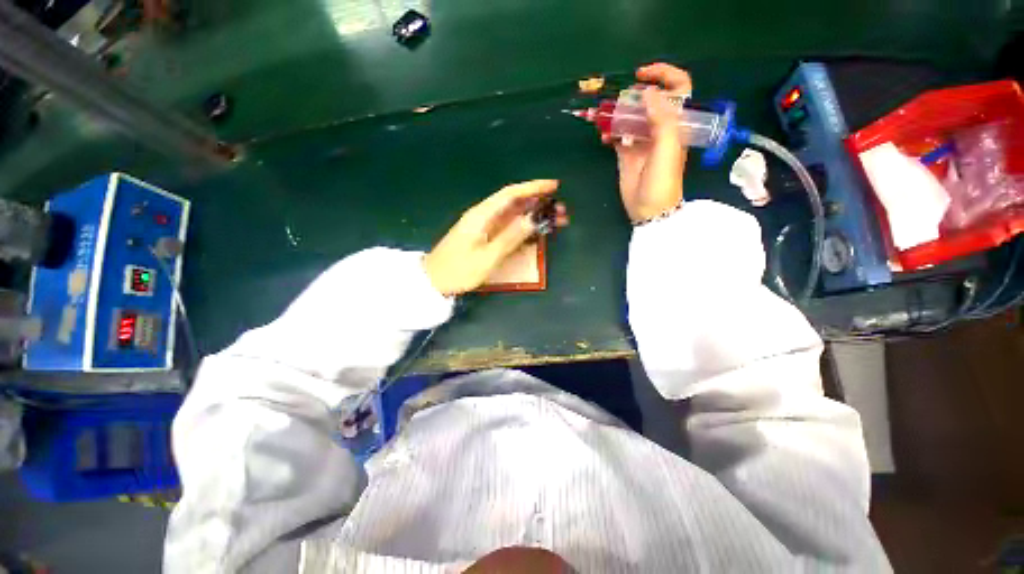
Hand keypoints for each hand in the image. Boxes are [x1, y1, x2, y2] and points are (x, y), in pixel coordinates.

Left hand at [423, 180, 567, 295]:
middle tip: (561, 210)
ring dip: (533, 215)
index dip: (533, 188)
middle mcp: (484, 215)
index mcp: (482, 215)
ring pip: (512, 214)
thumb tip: (533, 219)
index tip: (554, 186)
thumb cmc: (459, 270)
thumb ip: (510, 237)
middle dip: (538, 203)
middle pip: (514, 203)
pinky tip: (535, 230)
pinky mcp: (484, 236)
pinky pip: (507, 226)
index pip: (511, 194)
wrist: (434, 279)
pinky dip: (523, 226)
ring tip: (555, 220)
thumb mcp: (487, 256)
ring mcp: (483, 226)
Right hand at [605, 63, 691, 222]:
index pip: (677, 88)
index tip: (641, 75)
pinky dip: (609, 132)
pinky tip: (604, 137)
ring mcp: (641, 140)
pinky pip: (617, 135)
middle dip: (633, 96)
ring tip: (604, 118)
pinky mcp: (626, 153)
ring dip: (617, 114)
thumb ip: (662, 118)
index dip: (663, 75)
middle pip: (648, 100)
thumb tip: (647, 92)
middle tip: (619, 103)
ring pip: (630, 117)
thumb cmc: (662, 179)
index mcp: (676, 122)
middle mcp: (659, 127)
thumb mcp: (667, 147)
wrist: (649, 209)